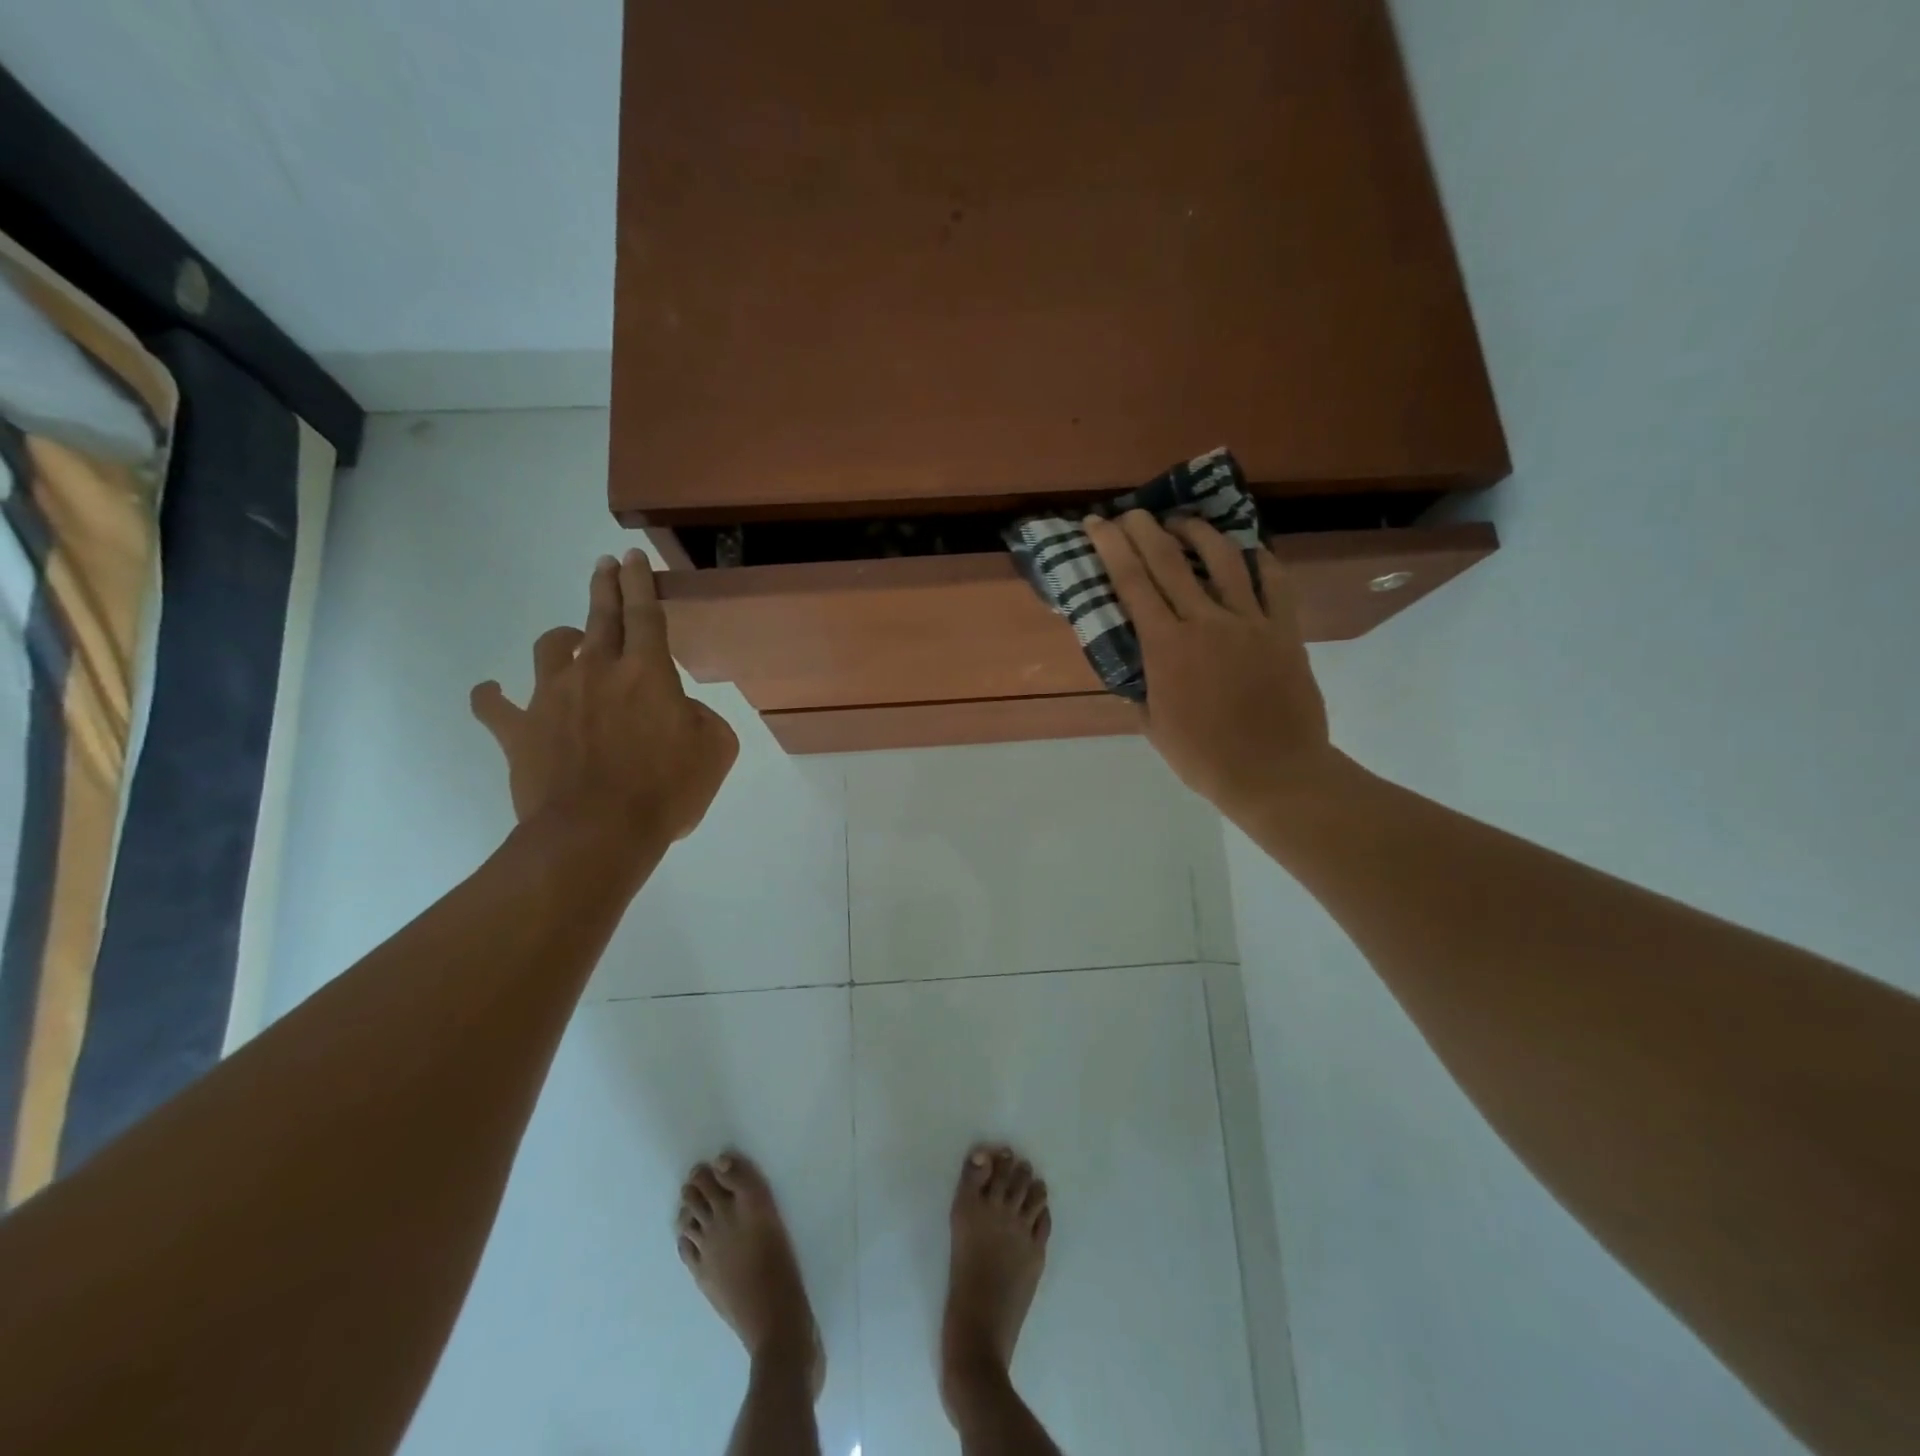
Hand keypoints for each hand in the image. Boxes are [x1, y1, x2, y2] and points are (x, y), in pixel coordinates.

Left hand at [470, 550, 738, 852]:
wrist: (597, 833)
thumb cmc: (666, 791)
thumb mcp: (715, 750)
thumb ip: (702, 718)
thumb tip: (679, 711)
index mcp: (647, 672)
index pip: (645, 614)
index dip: (641, 582)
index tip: (633, 557)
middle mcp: (596, 671)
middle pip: (601, 617)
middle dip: (606, 586)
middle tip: (606, 564)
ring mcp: (551, 697)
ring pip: (551, 648)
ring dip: (562, 638)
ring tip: (568, 639)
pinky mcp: (519, 729)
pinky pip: (494, 705)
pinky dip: (492, 696)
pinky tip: (492, 691)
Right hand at [1084, 511, 1334, 819]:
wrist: (1274, 773)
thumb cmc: (1204, 757)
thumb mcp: (1153, 726)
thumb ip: (1139, 689)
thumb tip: (1132, 667)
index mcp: (1166, 647)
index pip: (1131, 583)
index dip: (1110, 548)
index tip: (1097, 523)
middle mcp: (1205, 622)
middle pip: (1169, 560)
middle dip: (1145, 529)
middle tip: (1132, 512)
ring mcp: (1249, 621)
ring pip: (1223, 558)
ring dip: (1198, 532)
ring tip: (1183, 522)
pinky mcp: (1284, 629)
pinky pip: (1274, 581)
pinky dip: (1259, 560)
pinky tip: (1247, 552)